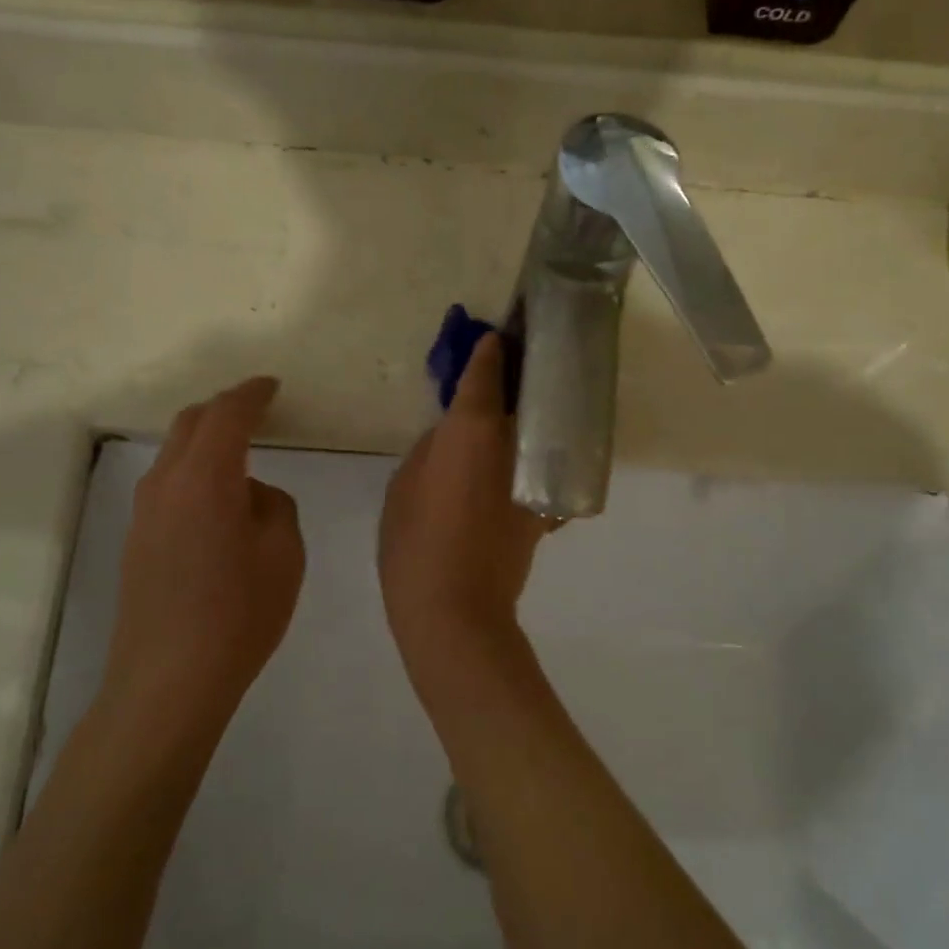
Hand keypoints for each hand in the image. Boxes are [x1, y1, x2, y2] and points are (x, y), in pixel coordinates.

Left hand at [100, 377, 304, 739]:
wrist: (168, 680)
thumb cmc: (238, 613)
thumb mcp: (284, 553)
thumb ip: (273, 505)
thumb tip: (250, 495)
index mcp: (206, 477)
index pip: (228, 414)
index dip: (252, 394)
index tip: (271, 386)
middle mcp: (165, 483)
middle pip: (190, 423)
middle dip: (224, 409)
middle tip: (257, 409)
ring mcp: (144, 512)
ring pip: (174, 453)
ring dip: (206, 441)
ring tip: (240, 453)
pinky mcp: (137, 540)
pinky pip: (168, 484)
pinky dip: (194, 471)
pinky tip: (217, 500)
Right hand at [379, 333, 547, 665]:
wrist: (456, 612)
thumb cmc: (415, 543)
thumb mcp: (404, 485)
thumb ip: (432, 447)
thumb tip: (454, 434)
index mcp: (474, 429)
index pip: (486, 374)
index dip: (488, 351)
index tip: (492, 336)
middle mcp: (514, 443)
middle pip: (524, 394)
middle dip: (518, 372)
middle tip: (511, 355)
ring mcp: (534, 476)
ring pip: (538, 428)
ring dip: (530, 410)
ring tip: (517, 397)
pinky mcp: (543, 507)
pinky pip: (540, 466)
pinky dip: (534, 452)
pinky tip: (520, 454)